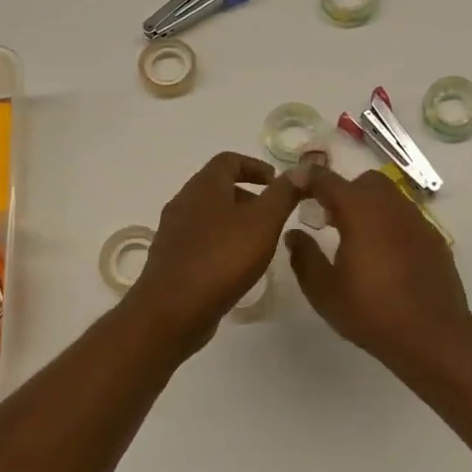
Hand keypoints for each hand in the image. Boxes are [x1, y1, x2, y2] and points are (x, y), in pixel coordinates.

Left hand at [122, 152, 300, 352]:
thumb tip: (300, 169)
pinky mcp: (171, 259)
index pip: (229, 160)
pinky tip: (236, 266)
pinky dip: (221, 243)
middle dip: (248, 196)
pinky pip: (200, 240)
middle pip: (217, 187)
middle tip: (273, 214)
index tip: (277, 183)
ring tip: (258, 241)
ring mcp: (173, 232)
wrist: (172, 311)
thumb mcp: (263, 222)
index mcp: (203, 186)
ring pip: (208, 215)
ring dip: (234, 221)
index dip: (255, 166)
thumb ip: (283, 194)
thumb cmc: (222, 258)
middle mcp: (183, 202)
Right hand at [283, 166, 471, 366]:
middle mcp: (391, 207)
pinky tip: (385, 256)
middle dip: (344, 191)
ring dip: (369, 206)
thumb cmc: (371, 311)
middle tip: (329, 218)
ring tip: (356, 238)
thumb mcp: (324, 290)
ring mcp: (417, 221)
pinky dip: (390, 224)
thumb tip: (294, 235)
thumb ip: (304, 257)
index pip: (329, 181)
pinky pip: (407, 218)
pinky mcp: (434, 239)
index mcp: (361, 212)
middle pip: (365, 181)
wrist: (431, 335)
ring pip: (390, 197)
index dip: (308, 178)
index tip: (294, 183)